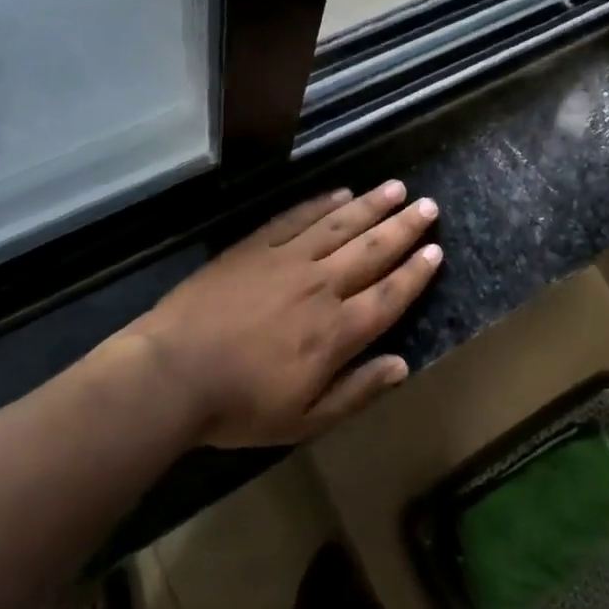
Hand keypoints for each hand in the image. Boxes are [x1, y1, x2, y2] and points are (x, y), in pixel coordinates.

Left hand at [127, 181, 441, 446]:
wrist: (173, 373)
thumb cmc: (239, 406)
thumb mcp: (304, 420)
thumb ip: (356, 391)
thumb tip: (401, 366)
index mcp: (336, 331)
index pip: (389, 295)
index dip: (415, 273)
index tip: (436, 250)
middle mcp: (321, 285)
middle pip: (372, 250)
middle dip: (403, 227)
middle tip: (427, 205)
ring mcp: (287, 259)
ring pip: (339, 224)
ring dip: (371, 205)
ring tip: (395, 188)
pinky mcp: (256, 245)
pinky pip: (297, 217)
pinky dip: (322, 203)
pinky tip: (340, 192)